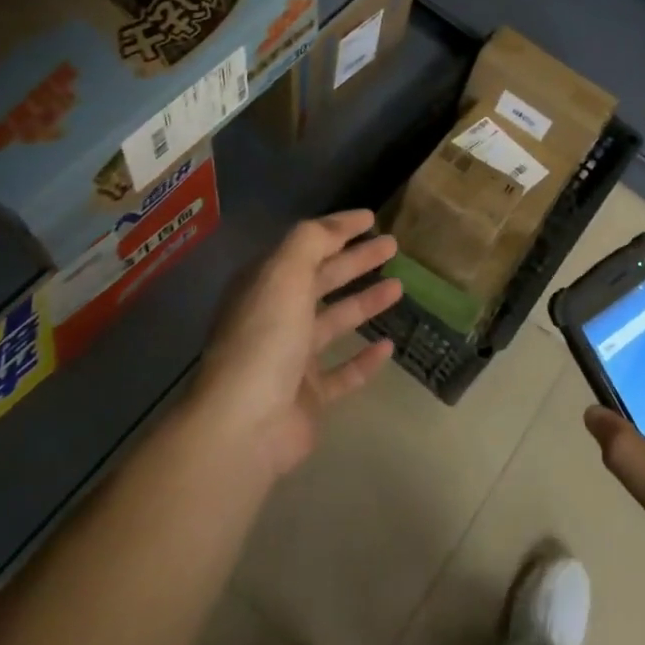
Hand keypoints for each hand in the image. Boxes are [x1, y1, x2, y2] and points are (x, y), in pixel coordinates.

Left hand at [191, 211, 401, 480]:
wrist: (245, 425)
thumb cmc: (266, 338)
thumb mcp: (284, 273)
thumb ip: (311, 241)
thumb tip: (339, 225)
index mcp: (265, 286)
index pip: (305, 246)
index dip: (337, 229)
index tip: (371, 218)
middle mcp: (275, 317)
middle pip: (322, 280)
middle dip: (356, 261)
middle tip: (393, 246)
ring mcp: (291, 359)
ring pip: (335, 322)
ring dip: (365, 303)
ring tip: (399, 286)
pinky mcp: (308, 397)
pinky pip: (342, 372)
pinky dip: (364, 359)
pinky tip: (389, 346)